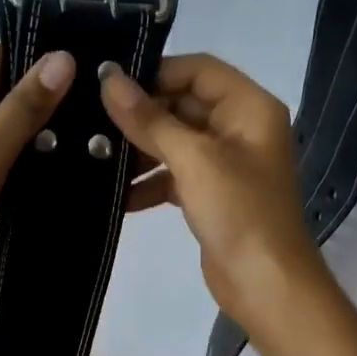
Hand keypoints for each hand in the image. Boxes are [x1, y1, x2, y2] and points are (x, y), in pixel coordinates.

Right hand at [99, 54, 329, 329]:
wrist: (266, 285)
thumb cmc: (239, 212)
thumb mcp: (193, 159)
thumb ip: (150, 120)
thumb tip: (109, 79)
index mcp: (249, 107)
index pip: (197, 70)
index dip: (155, 72)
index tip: (109, 84)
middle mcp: (240, 128)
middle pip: (183, 105)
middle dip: (141, 115)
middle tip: (90, 122)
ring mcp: (225, 164)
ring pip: (174, 141)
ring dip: (140, 150)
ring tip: (96, 158)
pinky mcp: (211, 195)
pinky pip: (173, 175)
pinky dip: (149, 182)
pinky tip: (117, 196)